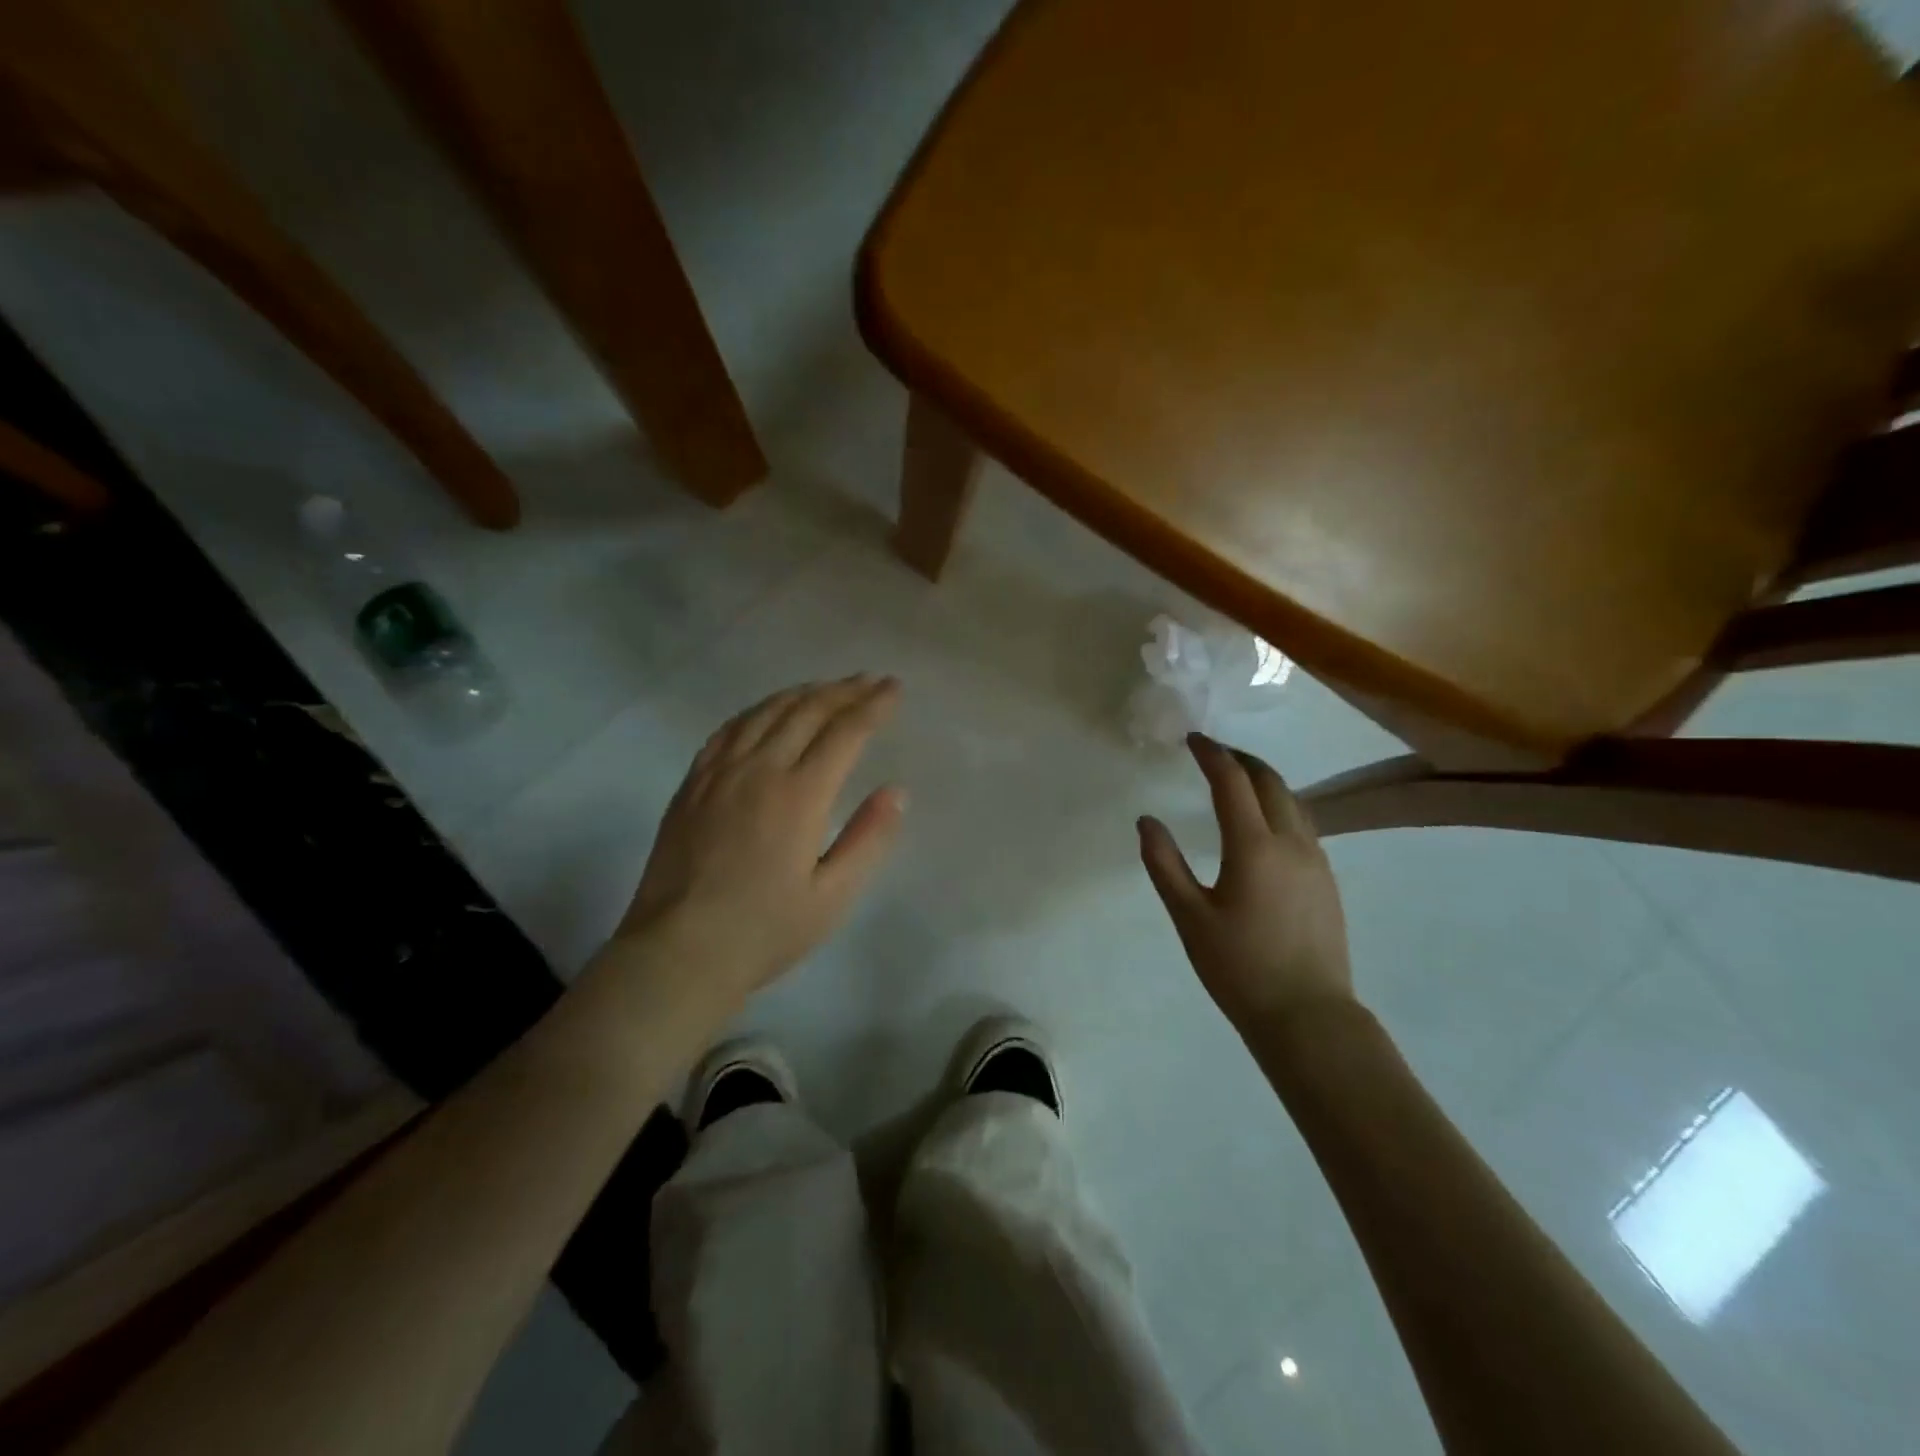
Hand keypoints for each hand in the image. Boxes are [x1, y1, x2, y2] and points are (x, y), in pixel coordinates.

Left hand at [615, 676, 905, 1005]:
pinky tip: (767, 711)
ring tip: (827, 687)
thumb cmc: (764, 931)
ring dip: (802, 693)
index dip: (873, 706)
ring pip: (766, 712)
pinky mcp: (692, 784)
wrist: (679, 951)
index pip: (845, 732)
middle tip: (869, 680)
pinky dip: (756, 710)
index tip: (894, 688)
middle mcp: (759, 770)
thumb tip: (895, 791)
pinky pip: (728, 730)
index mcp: (800, 796)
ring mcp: (719, 773)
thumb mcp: (832, 897)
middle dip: (844, 691)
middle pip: (807, 711)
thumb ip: (867, 839)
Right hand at [1138, 733, 1352, 1027]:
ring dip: (1264, 780)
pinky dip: (1280, 805)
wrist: (1308, 1016)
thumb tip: (1147, 821)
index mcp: (1254, 847)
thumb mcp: (1189, 917)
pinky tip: (1264, 823)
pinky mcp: (1327, 880)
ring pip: (1293, 801)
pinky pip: (1303, 824)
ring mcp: (1316, 861)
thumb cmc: (1239, 968)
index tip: (1193, 739)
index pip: (1233, 782)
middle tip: (1213, 753)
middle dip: (1241, 759)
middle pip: (1270, 782)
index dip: (1212, 754)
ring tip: (1237, 780)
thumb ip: (1164, 864)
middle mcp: (1292, 842)